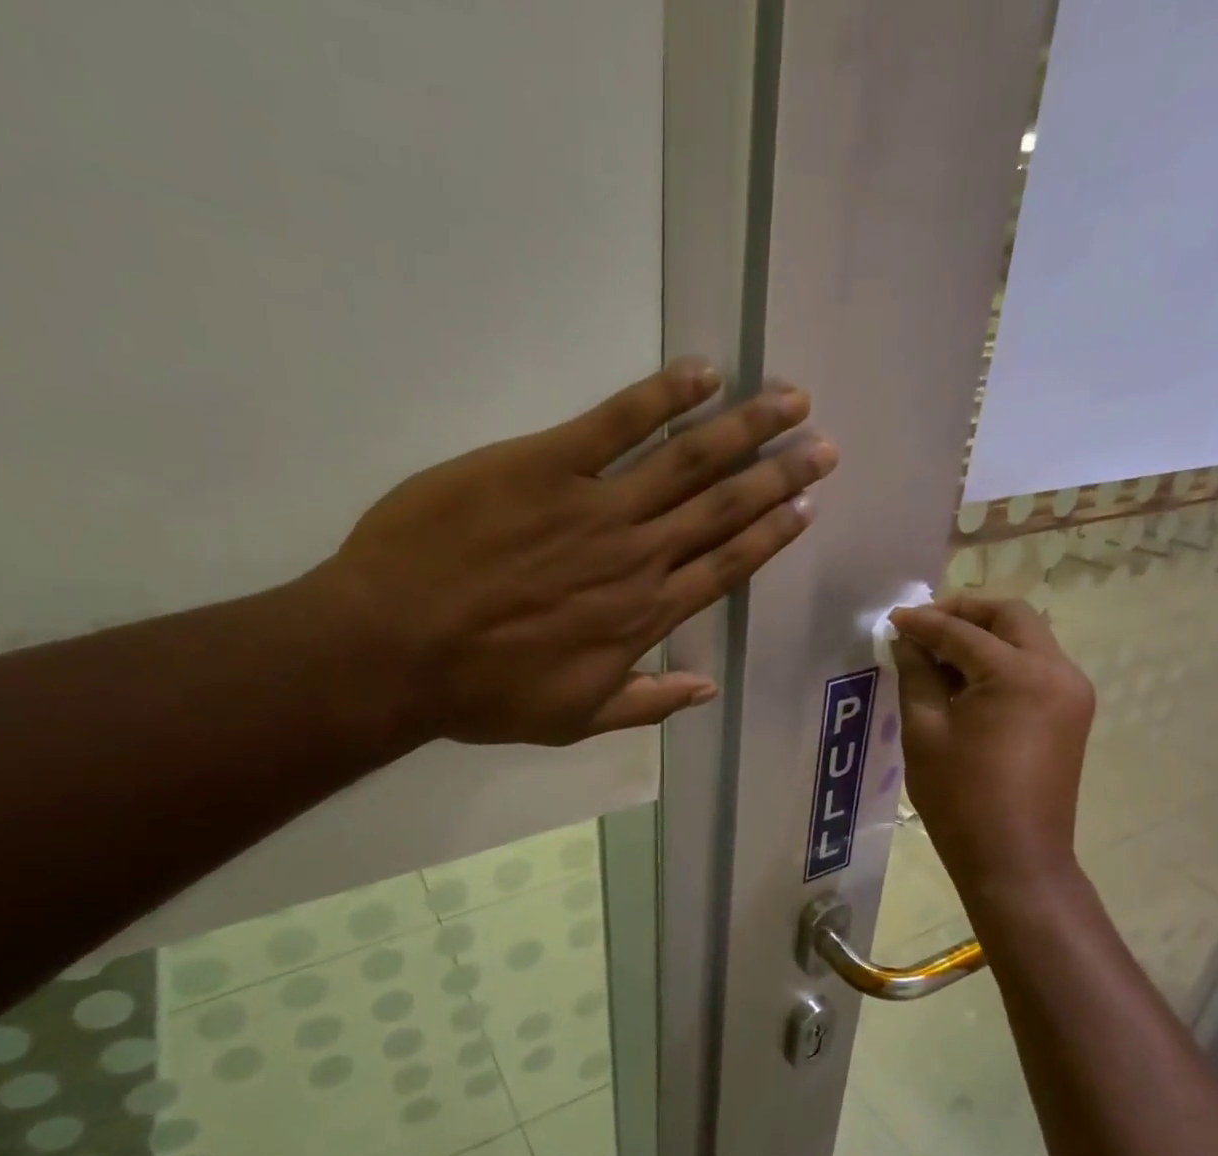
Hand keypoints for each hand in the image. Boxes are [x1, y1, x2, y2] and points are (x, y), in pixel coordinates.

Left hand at [308, 360, 835, 746]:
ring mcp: (596, 506)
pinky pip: (616, 421)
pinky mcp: (545, 464)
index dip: (771, 534)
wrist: (395, 649)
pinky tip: (703, 374)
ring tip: (790, 400)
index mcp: (643, 616)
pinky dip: (664, 395)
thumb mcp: (573, 720)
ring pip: (689, 460)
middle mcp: (637, 557)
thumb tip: (707, 689)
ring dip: (745, 428)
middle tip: (823, 445)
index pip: (726, 567)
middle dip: (779, 474)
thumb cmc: (482, 692)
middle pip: (722, 507)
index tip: (807, 506)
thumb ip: (646, 702)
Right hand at [889, 596, 1095, 894]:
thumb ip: (916, 674)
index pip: (963, 631)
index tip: (892, 620)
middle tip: (923, 626)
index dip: (924, 622)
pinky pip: (1035, 666)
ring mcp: (1071, 692)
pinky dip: (1001, 660)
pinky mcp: (1071, 712)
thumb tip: (906, 640)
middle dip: (965, 613)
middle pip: (1010, 617)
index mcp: (1019, 674)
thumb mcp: (925, 732)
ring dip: (984, 635)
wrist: (1015, 860)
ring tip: (939, 653)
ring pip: (1027, 638)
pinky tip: (966, 679)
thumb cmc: (961, 799)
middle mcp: (1057, 671)